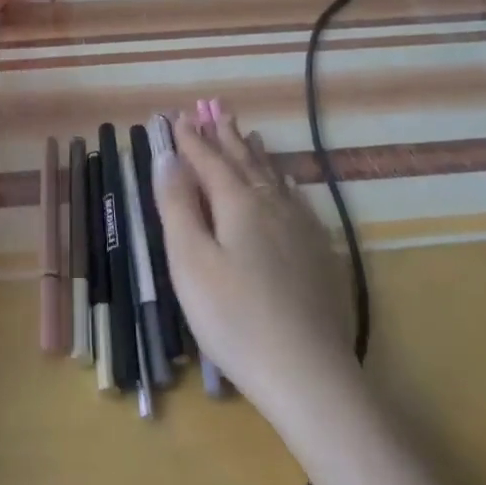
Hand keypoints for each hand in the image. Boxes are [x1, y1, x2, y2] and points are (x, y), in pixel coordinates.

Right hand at [153, 109, 352, 411]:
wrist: (308, 374)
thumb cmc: (235, 317)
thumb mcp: (190, 261)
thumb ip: (177, 205)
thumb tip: (167, 157)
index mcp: (238, 203)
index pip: (209, 160)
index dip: (191, 139)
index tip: (178, 117)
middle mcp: (272, 204)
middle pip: (245, 161)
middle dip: (225, 136)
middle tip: (214, 110)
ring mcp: (300, 228)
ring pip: (273, 177)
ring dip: (255, 153)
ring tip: (248, 134)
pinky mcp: (318, 252)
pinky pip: (296, 199)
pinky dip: (283, 181)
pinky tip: (286, 183)